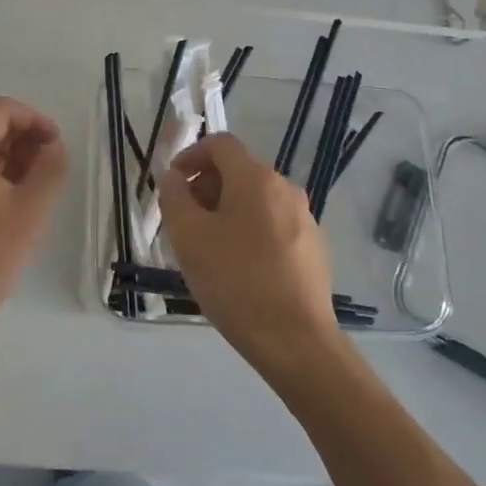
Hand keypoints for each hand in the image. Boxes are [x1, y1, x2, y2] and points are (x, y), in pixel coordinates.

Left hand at [0, 96, 66, 334]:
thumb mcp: (30, 212)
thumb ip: (49, 169)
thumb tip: (52, 147)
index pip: (0, 109)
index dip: (33, 119)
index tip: (55, 145)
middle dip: (18, 136)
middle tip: (44, 165)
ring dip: (1, 154)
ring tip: (27, 185)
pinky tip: (0, 202)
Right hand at [156, 134, 342, 379]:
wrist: (295, 341)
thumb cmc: (235, 281)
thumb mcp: (189, 237)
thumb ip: (174, 197)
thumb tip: (172, 177)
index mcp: (255, 179)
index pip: (220, 144)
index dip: (190, 155)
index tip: (171, 184)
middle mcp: (285, 189)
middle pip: (238, 171)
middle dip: (205, 187)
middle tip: (184, 222)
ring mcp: (304, 219)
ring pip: (255, 200)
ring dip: (225, 211)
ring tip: (207, 249)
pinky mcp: (314, 248)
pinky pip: (272, 225)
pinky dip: (249, 231)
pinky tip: (238, 269)